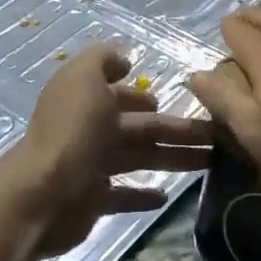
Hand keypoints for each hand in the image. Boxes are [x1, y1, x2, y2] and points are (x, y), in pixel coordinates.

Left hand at [6, 47, 212, 256]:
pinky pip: (123, 196)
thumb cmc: (72, 131)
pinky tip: (166, 196)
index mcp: (87, 100)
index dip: (147, 96)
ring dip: (173, 159)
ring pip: (140, 158)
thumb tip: (123, 60)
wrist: (43, 193)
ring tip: (209, 163)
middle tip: (216, 137)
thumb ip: (102, 60)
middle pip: (141, 128)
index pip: (123, 96)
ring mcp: (91, 167)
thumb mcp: (84, 78)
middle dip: (177, 130)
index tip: (182, 100)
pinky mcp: (93, 201)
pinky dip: (143, 195)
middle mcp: (89, 130)